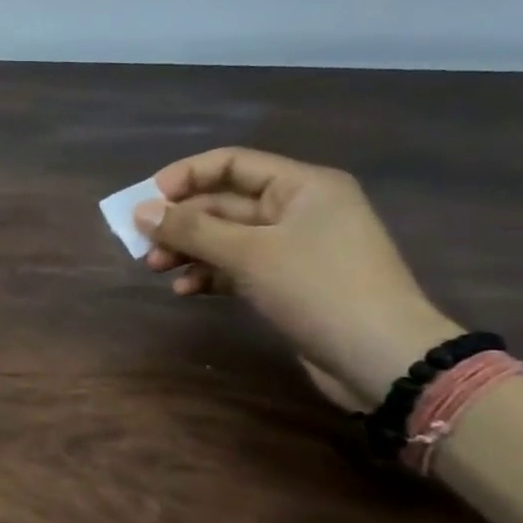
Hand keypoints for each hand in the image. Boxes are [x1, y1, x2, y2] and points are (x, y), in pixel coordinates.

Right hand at [135, 148, 460, 408]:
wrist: (382, 359)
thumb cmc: (318, 289)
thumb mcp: (248, 253)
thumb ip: (191, 229)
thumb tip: (140, 211)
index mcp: (302, 186)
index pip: (231, 164)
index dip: (185, 176)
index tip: (146, 201)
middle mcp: (299, 209)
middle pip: (224, 203)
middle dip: (181, 222)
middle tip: (143, 244)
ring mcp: (295, 247)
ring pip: (226, 237)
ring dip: (189, 250)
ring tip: (157, 270)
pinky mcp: (289, 282)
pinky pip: (238, 266)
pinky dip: (210, 274)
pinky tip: (186, 291)